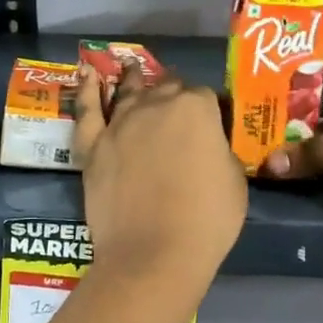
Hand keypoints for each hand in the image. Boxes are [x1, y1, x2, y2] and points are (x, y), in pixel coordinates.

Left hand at [74, 62, 246, 288]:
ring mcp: (120, 123)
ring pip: (128, 91)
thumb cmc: (206, 219)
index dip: (210, 111)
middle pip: (166, 88)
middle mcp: (156, 104)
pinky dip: (88, 90)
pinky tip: (89, 74)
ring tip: (132, 68)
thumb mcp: (235, 180)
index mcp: (196, 108)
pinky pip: (87, 110)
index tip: (212, 126)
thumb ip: (220, 151)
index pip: (205, 96)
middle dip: (174, 94)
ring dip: (133, 79)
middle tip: (178, 107)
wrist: (155, 253)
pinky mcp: (93, 146)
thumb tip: (209, 146)